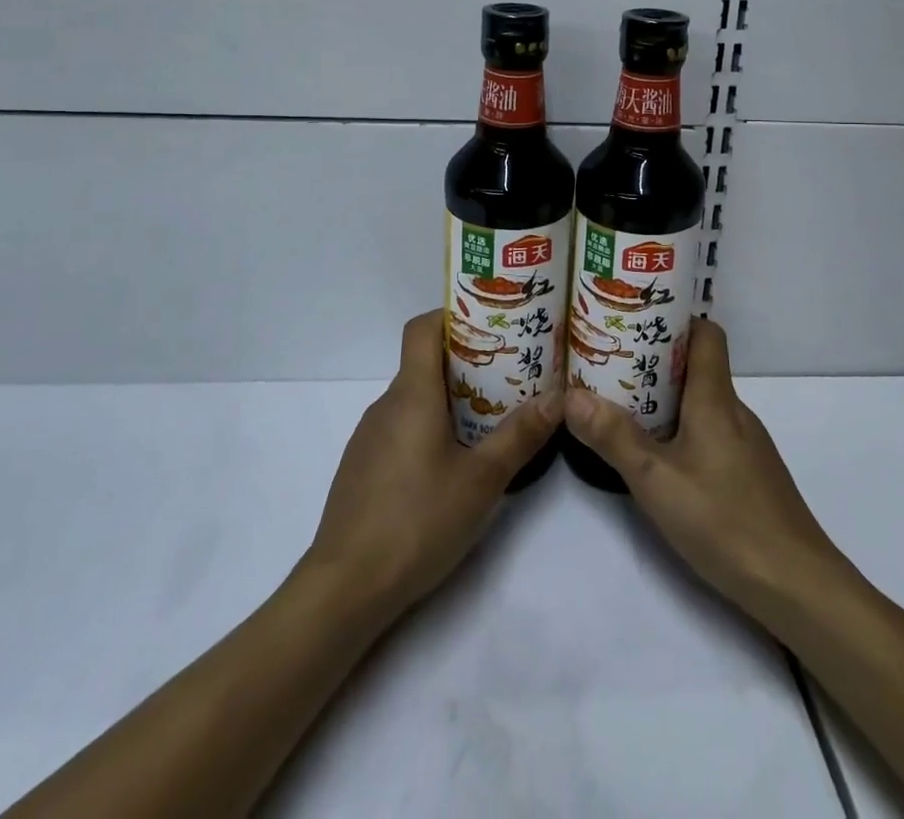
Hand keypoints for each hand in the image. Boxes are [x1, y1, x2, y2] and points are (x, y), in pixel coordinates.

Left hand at [302, 309, 559, 623]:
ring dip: (448, 399)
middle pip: (423, 363)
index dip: (452, 316)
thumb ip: (520, 435)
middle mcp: (385, 405)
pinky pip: (401, 428)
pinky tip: (451, 463)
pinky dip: (428, 428)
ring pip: (414, 399)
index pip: (422, 328)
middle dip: (466, 362)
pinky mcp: (363, 467)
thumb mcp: (481, 480)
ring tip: (490, 417)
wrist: (345, 588)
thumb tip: (558, 396)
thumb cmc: (417, 521)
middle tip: (508, 373)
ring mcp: (369, 437)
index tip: (489, 324)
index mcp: (411, 394)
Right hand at [564, 317, 843, 625]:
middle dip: (655, 361)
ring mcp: (747, 445)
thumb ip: (614, 437)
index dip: (676, 319)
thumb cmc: (725, 521)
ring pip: (703, 403)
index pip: (706, 334)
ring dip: (666, 399)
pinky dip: (683, 430)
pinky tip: (660, 457)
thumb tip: (571, 395)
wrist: (798, 587)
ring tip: (624, 406)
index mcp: (716, 399)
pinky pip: (711, 432)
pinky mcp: (750, 475)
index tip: (636, 319)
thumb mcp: (657, 480)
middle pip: (698, 367)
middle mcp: (735, 412)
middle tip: (611, 364)